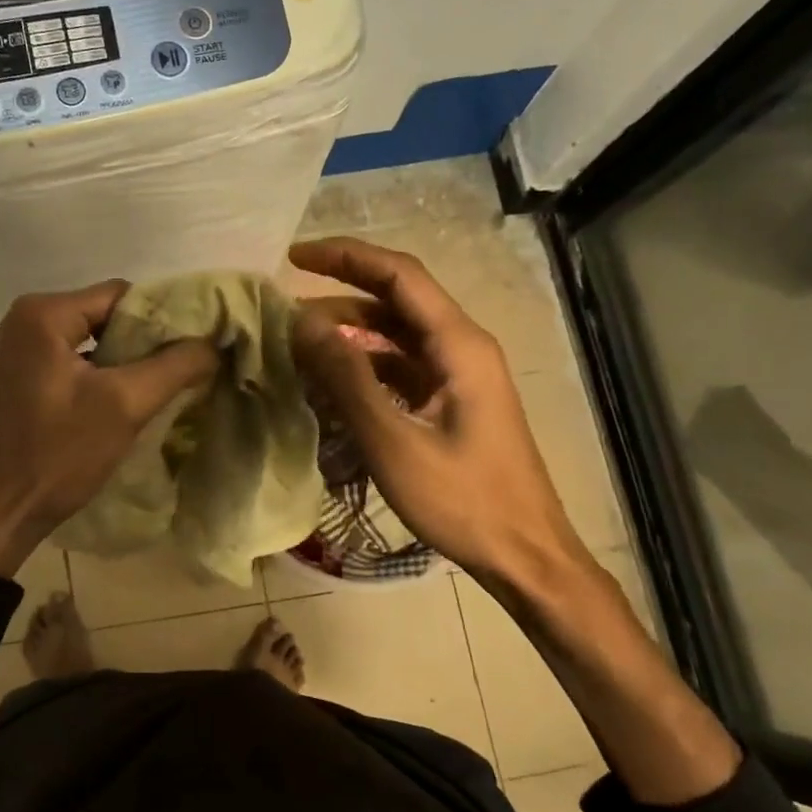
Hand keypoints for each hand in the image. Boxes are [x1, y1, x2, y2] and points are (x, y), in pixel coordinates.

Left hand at [0, 282, 217, 576]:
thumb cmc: (58, 454)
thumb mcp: (125, 405)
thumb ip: (175, 366)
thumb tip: (214, 342)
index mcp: (44, 313)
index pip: (122, 295)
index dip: (163, 318)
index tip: (196, 347)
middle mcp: (27, 319)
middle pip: (108, 315)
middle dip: (147, 341)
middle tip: (186, 370)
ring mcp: (22, 348)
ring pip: (95, 339)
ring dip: (129, 361)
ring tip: (165, 386)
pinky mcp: (25, 375)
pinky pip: (78, 360)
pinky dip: (105, 375)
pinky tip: (129, 400)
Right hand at [288, 237, 597, 604]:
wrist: (526, 556)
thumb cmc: (464, 501)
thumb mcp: (394, 441)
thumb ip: (346, 378)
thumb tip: (302, 322)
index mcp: (458, 344)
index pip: (399, 274)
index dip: (345, 256)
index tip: (293, 257)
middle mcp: (462, 346)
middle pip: (396, 298)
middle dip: (340, 291)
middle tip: (284, 304)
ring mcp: (458, 374)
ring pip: (395, 334)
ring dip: (349, 330)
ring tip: (297, 342)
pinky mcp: (451, 400)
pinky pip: (400, 366)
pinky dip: (364, 364)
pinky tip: (328, 380)